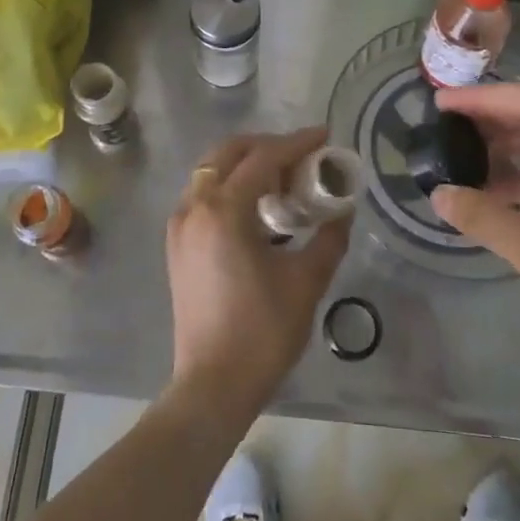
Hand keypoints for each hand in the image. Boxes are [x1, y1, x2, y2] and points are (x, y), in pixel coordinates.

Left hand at [165, 127, 350, 420]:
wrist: (212, 385)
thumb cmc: (262, 332)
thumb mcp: (306, 282)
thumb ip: (328, 238)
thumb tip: (343, 210)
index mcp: (224, 211)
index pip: (263, 158)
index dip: (296, 143)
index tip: (324, 136)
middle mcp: (195, 206)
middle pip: (229, 153)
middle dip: (267, 146)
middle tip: (302, 157)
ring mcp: (180, 224)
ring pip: (212, 171)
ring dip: (246, 164)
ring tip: (282, 181)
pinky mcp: (176, 243)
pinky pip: (203, 194)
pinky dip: (228, 186)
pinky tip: (255, 208)